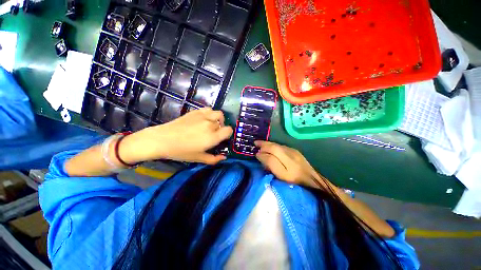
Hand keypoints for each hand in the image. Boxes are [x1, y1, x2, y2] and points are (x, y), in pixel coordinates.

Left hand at [120, 108, 232, 164]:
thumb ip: (213, 159)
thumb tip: (223, 157)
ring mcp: (203, 116)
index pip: (229, 130)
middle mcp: (210, 125)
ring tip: (212, 124)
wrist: (162, 140)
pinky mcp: (195, 112)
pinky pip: (208, 109)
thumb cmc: (181, 151)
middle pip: (223, 123)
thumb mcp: (198, 158)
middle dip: (221, 129)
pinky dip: (210, 113)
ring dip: (218, 119)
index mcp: (212, 137)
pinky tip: (204, 119)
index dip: (228, 134)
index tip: (222, 138)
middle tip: (214, 134)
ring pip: (218, 113)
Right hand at [255, 141, 332, 189]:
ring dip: (268, 144)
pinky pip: (281, 146)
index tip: (255, 154)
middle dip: (263, 144)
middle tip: (255, 143)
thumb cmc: (295, 181)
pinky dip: (273, 145)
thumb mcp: (281, 176)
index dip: (262, 154)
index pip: (271, 155)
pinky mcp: (295, 151)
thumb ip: (271, 165)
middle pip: (274, 147)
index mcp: (287, 164)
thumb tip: (260, 156)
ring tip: (261, 144)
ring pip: (277, 145)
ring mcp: (293, 151)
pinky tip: (270, 147)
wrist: (312, 179)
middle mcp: (290, 155)